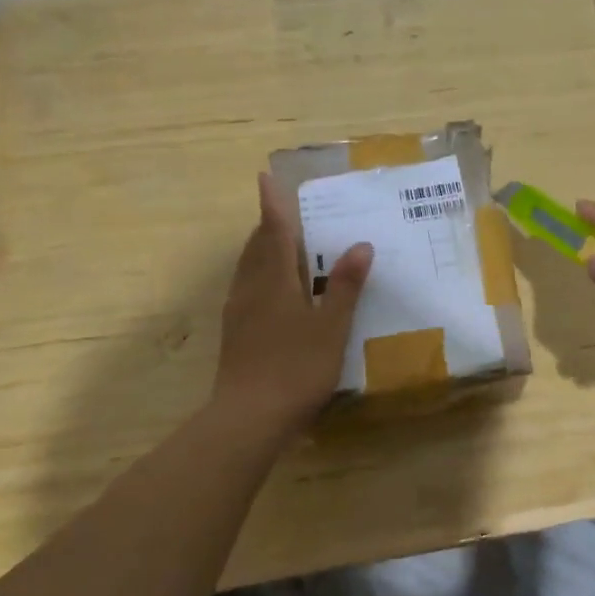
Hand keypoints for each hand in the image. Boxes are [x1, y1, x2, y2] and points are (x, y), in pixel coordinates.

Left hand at [213, 174, 372, 434]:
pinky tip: (273, 292)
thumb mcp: (331, 327)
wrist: (248, 418)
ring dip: (261, 250)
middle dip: (268, 226)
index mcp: (274, 281)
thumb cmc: (295, 368)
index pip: (273, 231)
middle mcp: (251, 289)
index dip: (272, 204)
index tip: (265, 176)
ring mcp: (238, 313)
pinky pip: (246, 289)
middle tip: (283, 212)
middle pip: (256, 248)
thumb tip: (360, 245)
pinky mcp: (234, 334)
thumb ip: (344, 286)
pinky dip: (259, 276)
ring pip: (248, 269)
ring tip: (281, 245)